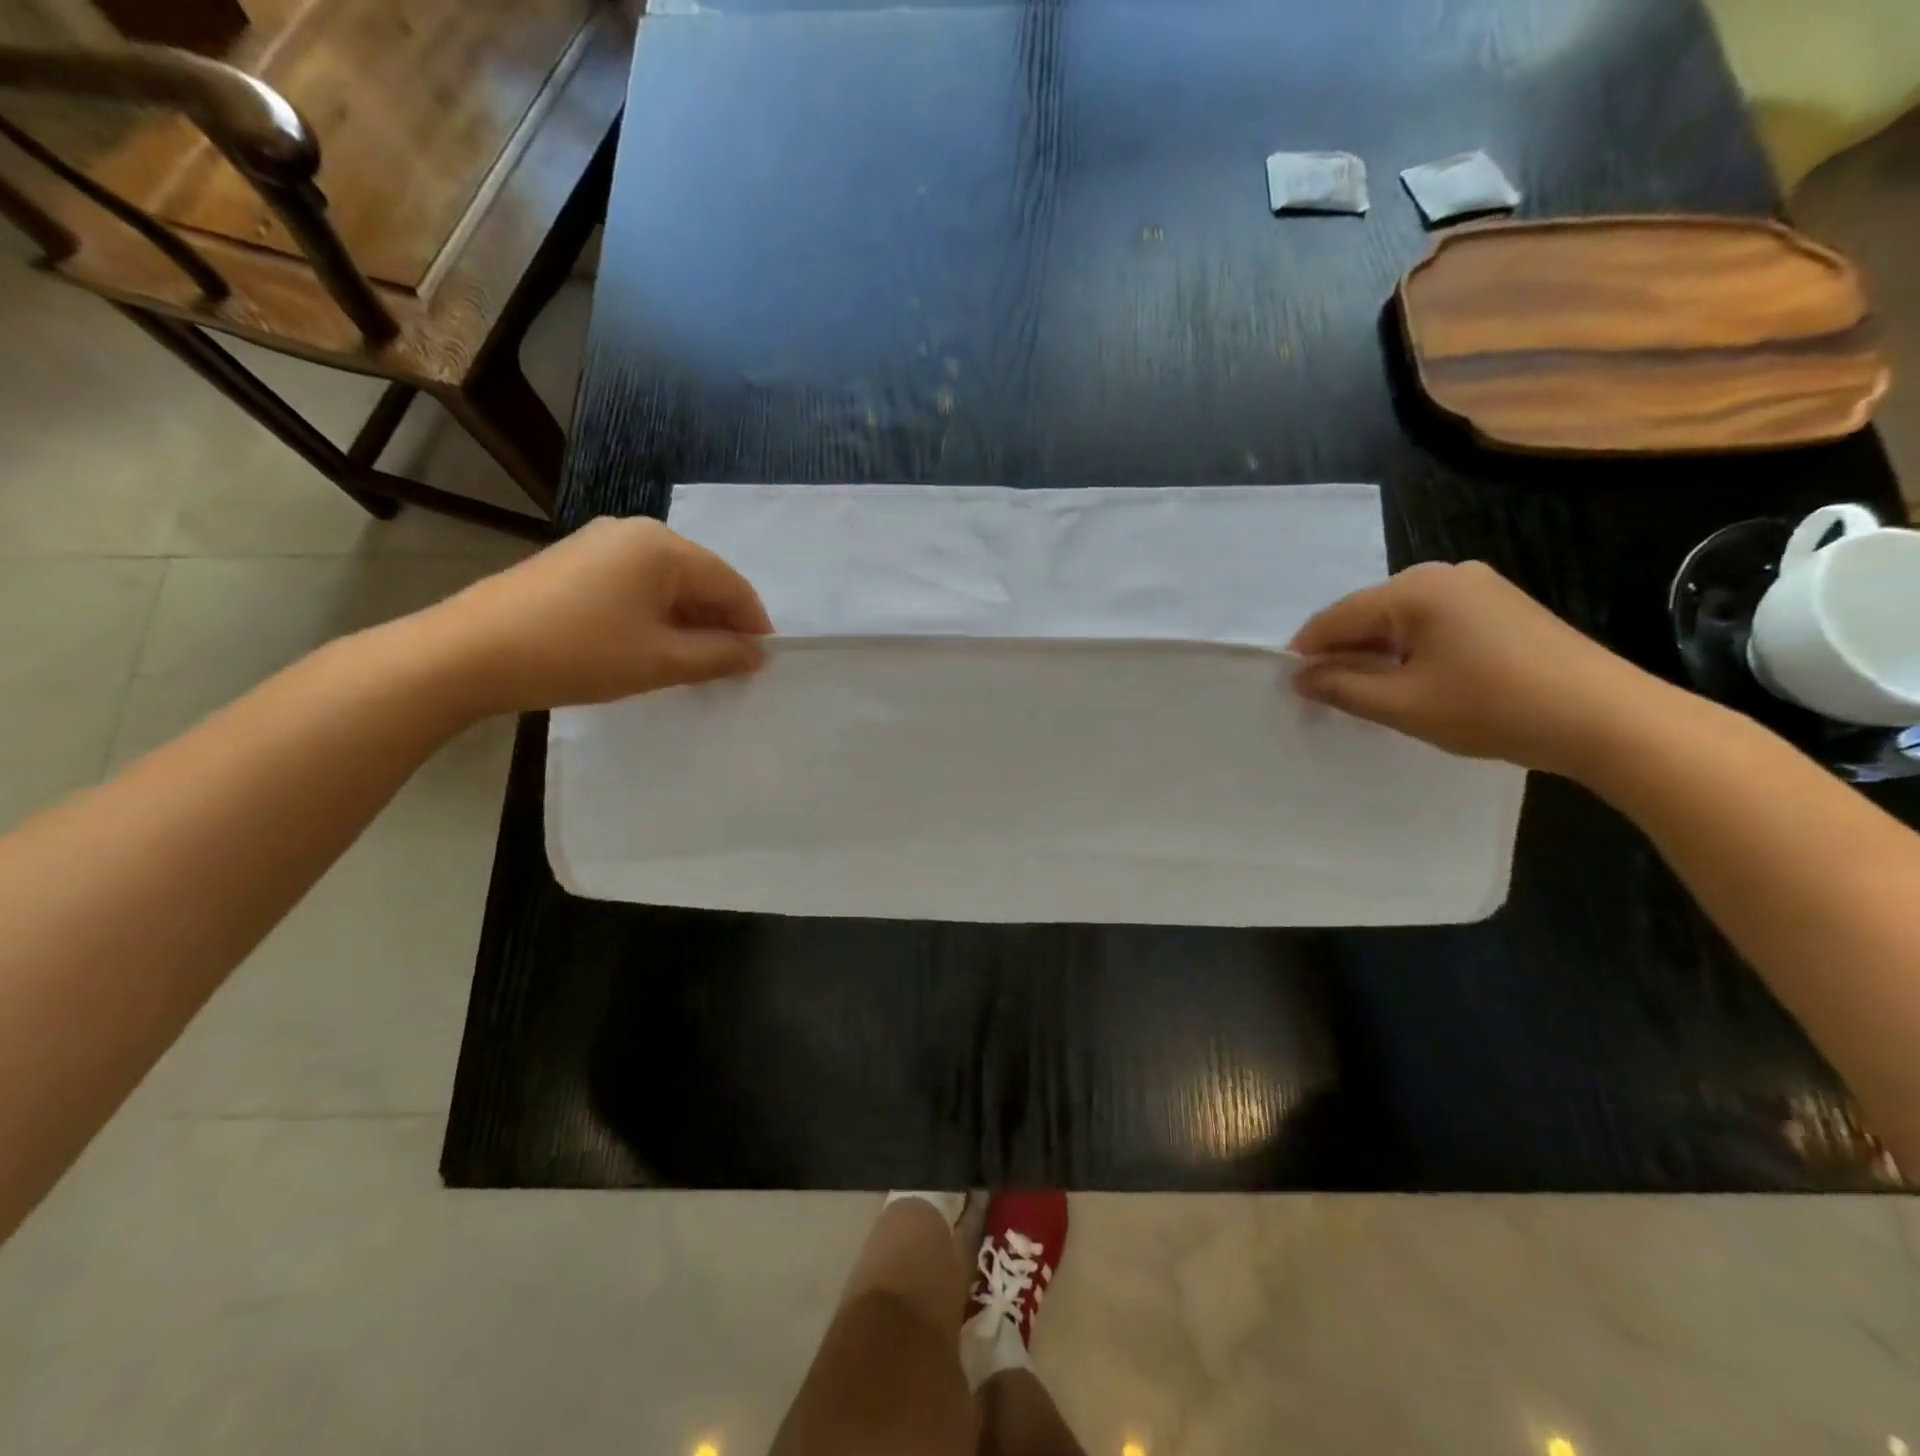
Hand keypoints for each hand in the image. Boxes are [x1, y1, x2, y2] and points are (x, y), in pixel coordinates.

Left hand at [420, 516, 771, 714]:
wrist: (471, 653)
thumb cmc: (581, 653)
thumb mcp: (661, 660)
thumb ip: (719, 655)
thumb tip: (756, 654)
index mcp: (663, 546)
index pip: (730, 583)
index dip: (753, 624)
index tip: (762, 662)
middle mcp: (635, 532)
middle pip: (700, 578)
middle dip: (720, 623)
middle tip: (729, 667)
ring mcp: (601, 543)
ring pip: (667, 583)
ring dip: (689, 622)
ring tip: (693, 663)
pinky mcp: (575, 562)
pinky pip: (636, 585)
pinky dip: (656, 615)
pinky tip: (651, 646)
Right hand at [1287, 561, 1674, 777]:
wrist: (1608, 719)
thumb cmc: (1492, 707)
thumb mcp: (1402, 704)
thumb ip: (1341, 687)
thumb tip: (1300, 677)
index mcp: (1416, 589)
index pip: (1337, 616)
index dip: (1307, 652)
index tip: (1291, 688)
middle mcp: (1444, 574)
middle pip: (1368, 613)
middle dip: (1343, 653)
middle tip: (1328, 698)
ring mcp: (1478, 587)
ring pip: (1400, 620)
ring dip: (1376, 655)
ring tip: (1368, 695)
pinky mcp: (1501, 607)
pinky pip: (1433, 624)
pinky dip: (1411, 651)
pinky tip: (1413, 682)